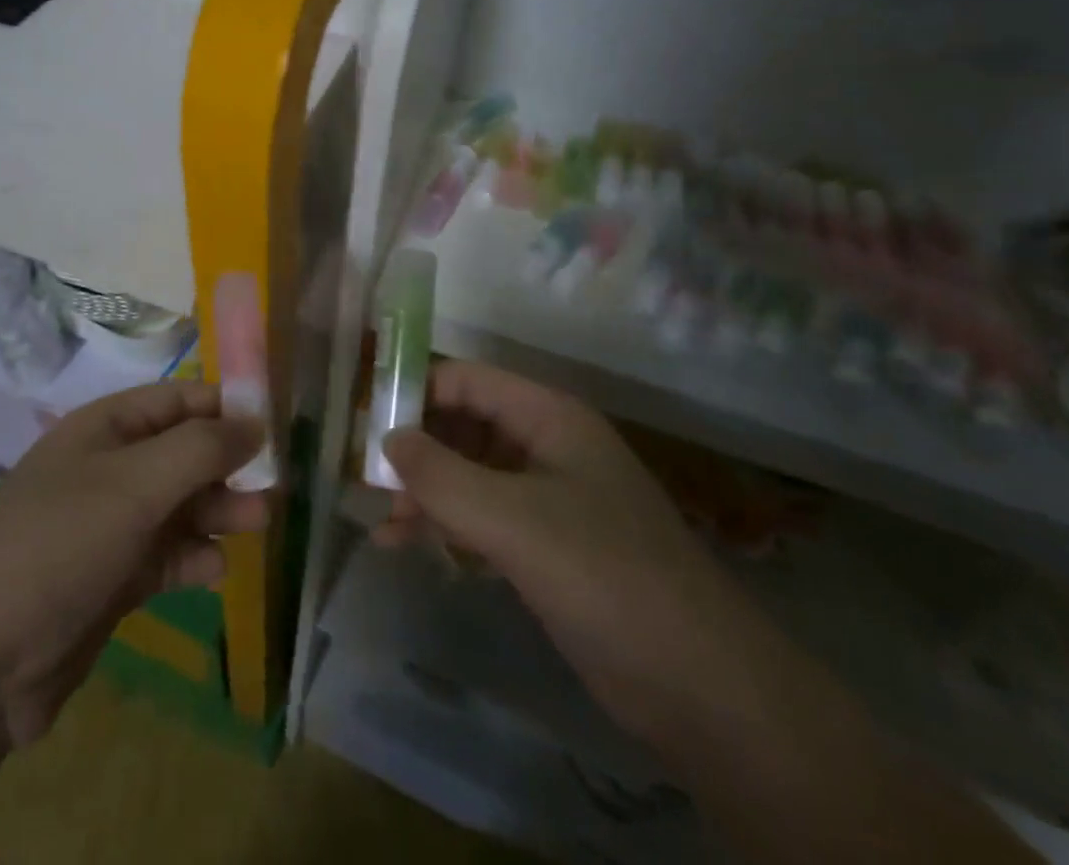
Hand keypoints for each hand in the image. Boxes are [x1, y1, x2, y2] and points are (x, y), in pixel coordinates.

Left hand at [0, 382, 268, 745]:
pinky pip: (165, 555)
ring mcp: (109, 525)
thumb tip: (255, 422)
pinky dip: (192, 558)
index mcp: (105, 429)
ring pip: (179, 505)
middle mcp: (109, 468)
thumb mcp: (134, 484)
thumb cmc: (60, 544)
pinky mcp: (112, 578)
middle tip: (275, 486)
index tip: (275, 425)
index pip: (177, 399)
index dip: (224, 406)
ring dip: (219, 511)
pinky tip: (213, 571)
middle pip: (183, 453)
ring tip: (259, 524)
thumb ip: (200, 449)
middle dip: (228, 465)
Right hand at [373, 361, 760, 734]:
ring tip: (382, 524)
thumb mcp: (513, 520)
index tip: (366, 425)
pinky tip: (409, 545)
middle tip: (367, 480)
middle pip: (464, 425)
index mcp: (547, 417)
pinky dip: (447, 525)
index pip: (465, 380)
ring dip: (426, 493)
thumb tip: (386, 437)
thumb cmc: (605, 576)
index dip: (414, 393)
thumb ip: (441, 475)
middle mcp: (546, 445)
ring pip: (470, 474)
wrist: (702, 687)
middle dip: (415, 449)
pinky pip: (483, 517)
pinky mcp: (547, 545)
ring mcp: (548, 496)